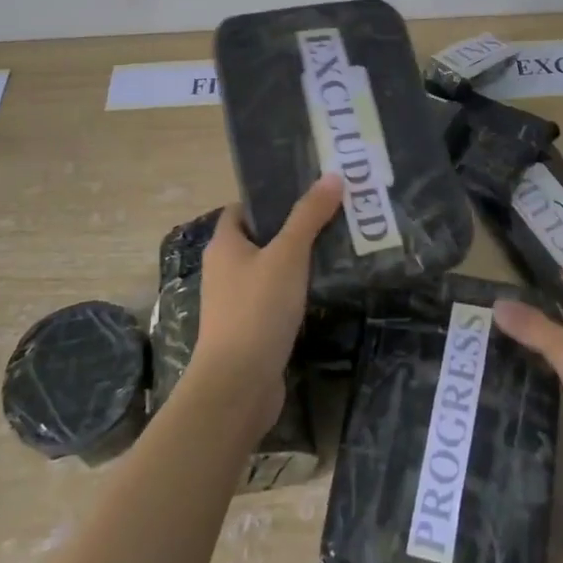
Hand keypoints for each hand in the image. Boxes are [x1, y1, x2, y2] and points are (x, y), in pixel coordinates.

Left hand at [187, 176, 342, 431]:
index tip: (308, 190)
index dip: (271, 197)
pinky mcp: (251, 330)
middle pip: (260, 237)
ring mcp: (236, 302)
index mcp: (224, 245)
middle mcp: (225, 270)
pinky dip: (297, 291)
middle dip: (294, 227)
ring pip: (271, 270)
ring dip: (298, 261)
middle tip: (334, 215)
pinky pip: (276, 299)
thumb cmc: (257, 310)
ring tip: (338, 246)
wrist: (237, 387)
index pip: (243, 208)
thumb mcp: (287, 255)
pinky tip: (325, 288)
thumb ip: (309, 216)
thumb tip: (332, 175)